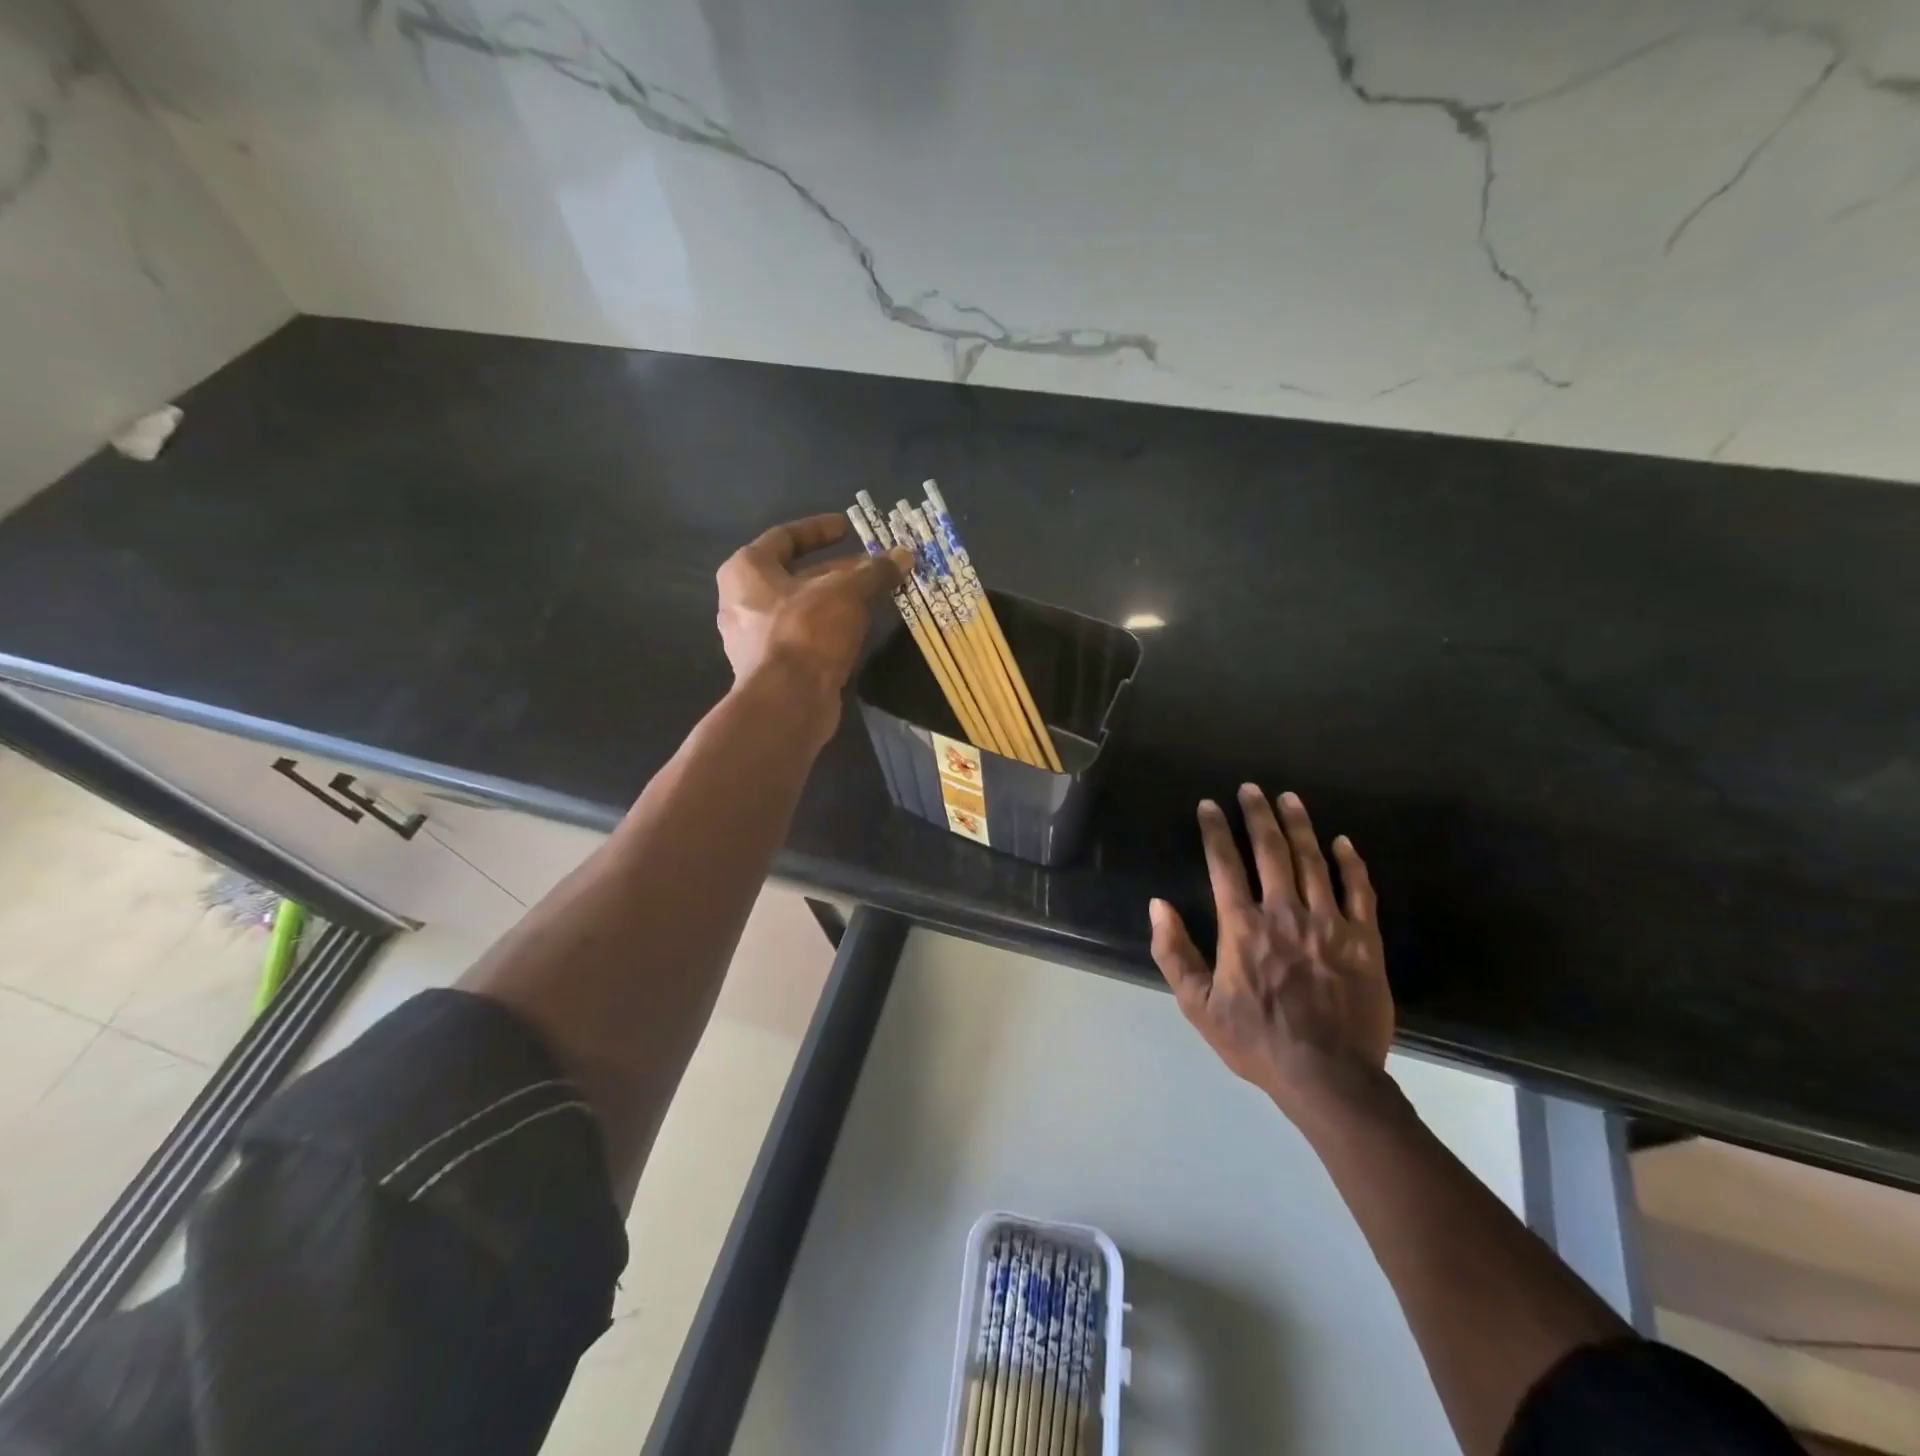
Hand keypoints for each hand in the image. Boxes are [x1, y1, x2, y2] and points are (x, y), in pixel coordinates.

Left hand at [715, 512, 911, 707]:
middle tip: (874, 567)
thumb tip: (903, 555)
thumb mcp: (847, 593)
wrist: (788, 703)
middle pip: (797, 576)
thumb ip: (874, 572)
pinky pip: (805, 638)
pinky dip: (831, 630)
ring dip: (838, 602)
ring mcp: (755, 639)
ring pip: (803, 609)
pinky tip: (860, 631)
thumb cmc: (807, 632)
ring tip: (875, 597)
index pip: (785, 537)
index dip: (820, 530)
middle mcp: (743, 602)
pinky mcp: (773, 669)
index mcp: (747, 571)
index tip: (850, 527)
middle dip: (839, 570)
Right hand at [1149, 787, 1393, 1122]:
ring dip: (1300, 826)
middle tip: (1251, 788)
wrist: (1328, 1077)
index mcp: (1243, 926)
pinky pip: (1360, 891)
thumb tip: (1158, 905)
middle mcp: (1285, 913)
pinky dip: (1351, 863)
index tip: (1209, 805)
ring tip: (1290, 798)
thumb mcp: (1198, 1005)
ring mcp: (1329, 923)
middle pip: (1271, 850)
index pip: (1224, 864)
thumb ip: (1174, 953)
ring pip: (1314, 861)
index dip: (1215, 830)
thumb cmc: (1256, 1040)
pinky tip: (1343, 842)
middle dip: (1258, 814)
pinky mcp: (1364, 940)